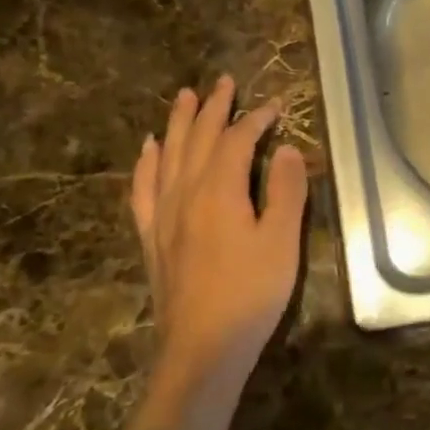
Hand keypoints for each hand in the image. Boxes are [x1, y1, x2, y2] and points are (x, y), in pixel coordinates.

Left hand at [131, 76, 308, 389]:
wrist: (203, 348)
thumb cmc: (251, 294)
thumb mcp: (282, 242)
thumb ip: (285, 191)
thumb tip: (284, 149)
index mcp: (218, 191)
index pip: (236, 141)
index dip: (256, 120)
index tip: (276, 105)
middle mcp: (184, 193)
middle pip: (197, 139)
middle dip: (213, 108)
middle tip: (223, 82)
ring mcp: (163, 215)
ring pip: (168, 156)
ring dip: (178, 124)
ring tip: (184, 97)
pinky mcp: (152, 237)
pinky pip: (143, 188)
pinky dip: (146, 163)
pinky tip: (149, 150)